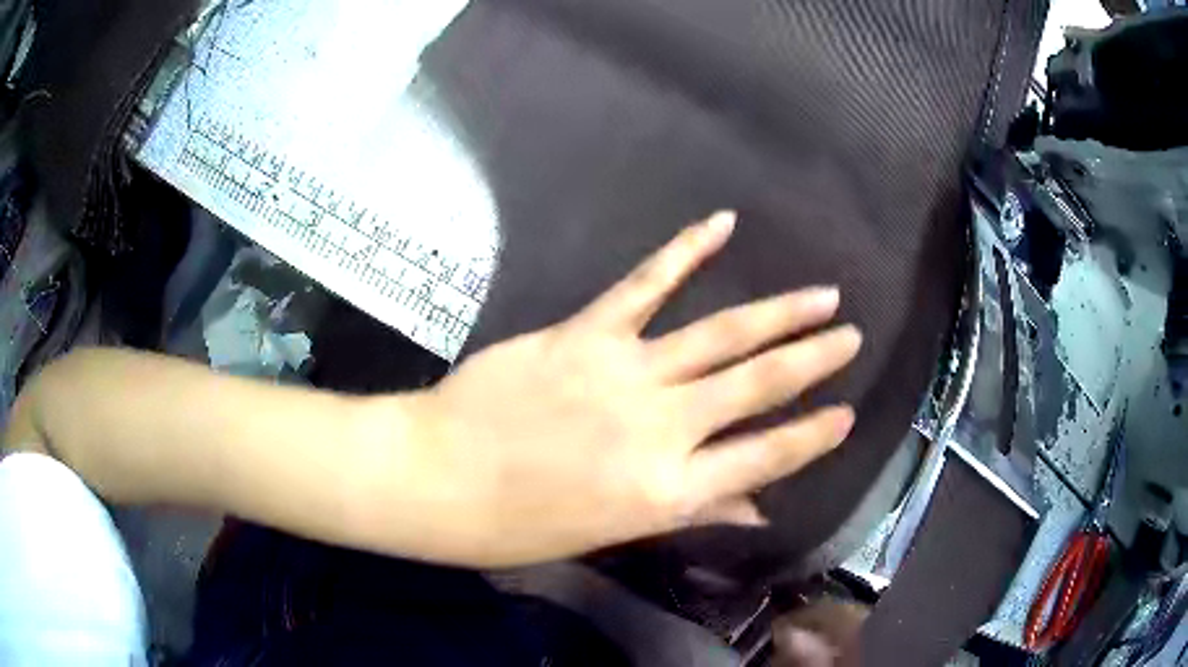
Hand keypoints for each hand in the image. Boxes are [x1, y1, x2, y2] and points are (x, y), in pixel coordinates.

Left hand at [419, 211, 861, 565]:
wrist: (440, 477)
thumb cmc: (521, 523)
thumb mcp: (610, 533)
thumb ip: (690, 511)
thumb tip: (756, 511)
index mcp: (668, 491)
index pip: (763, 459)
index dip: (812, 437)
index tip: (848, 414)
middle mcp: (662, 428)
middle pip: (758, 387)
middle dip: (813, 360)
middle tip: (851, 338)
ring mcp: (626, 373)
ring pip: (721, 336)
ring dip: (778, 312)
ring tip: (822, 295)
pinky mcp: (586, 333)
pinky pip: (645, 284)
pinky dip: (686, 250)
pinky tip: (721, 224)